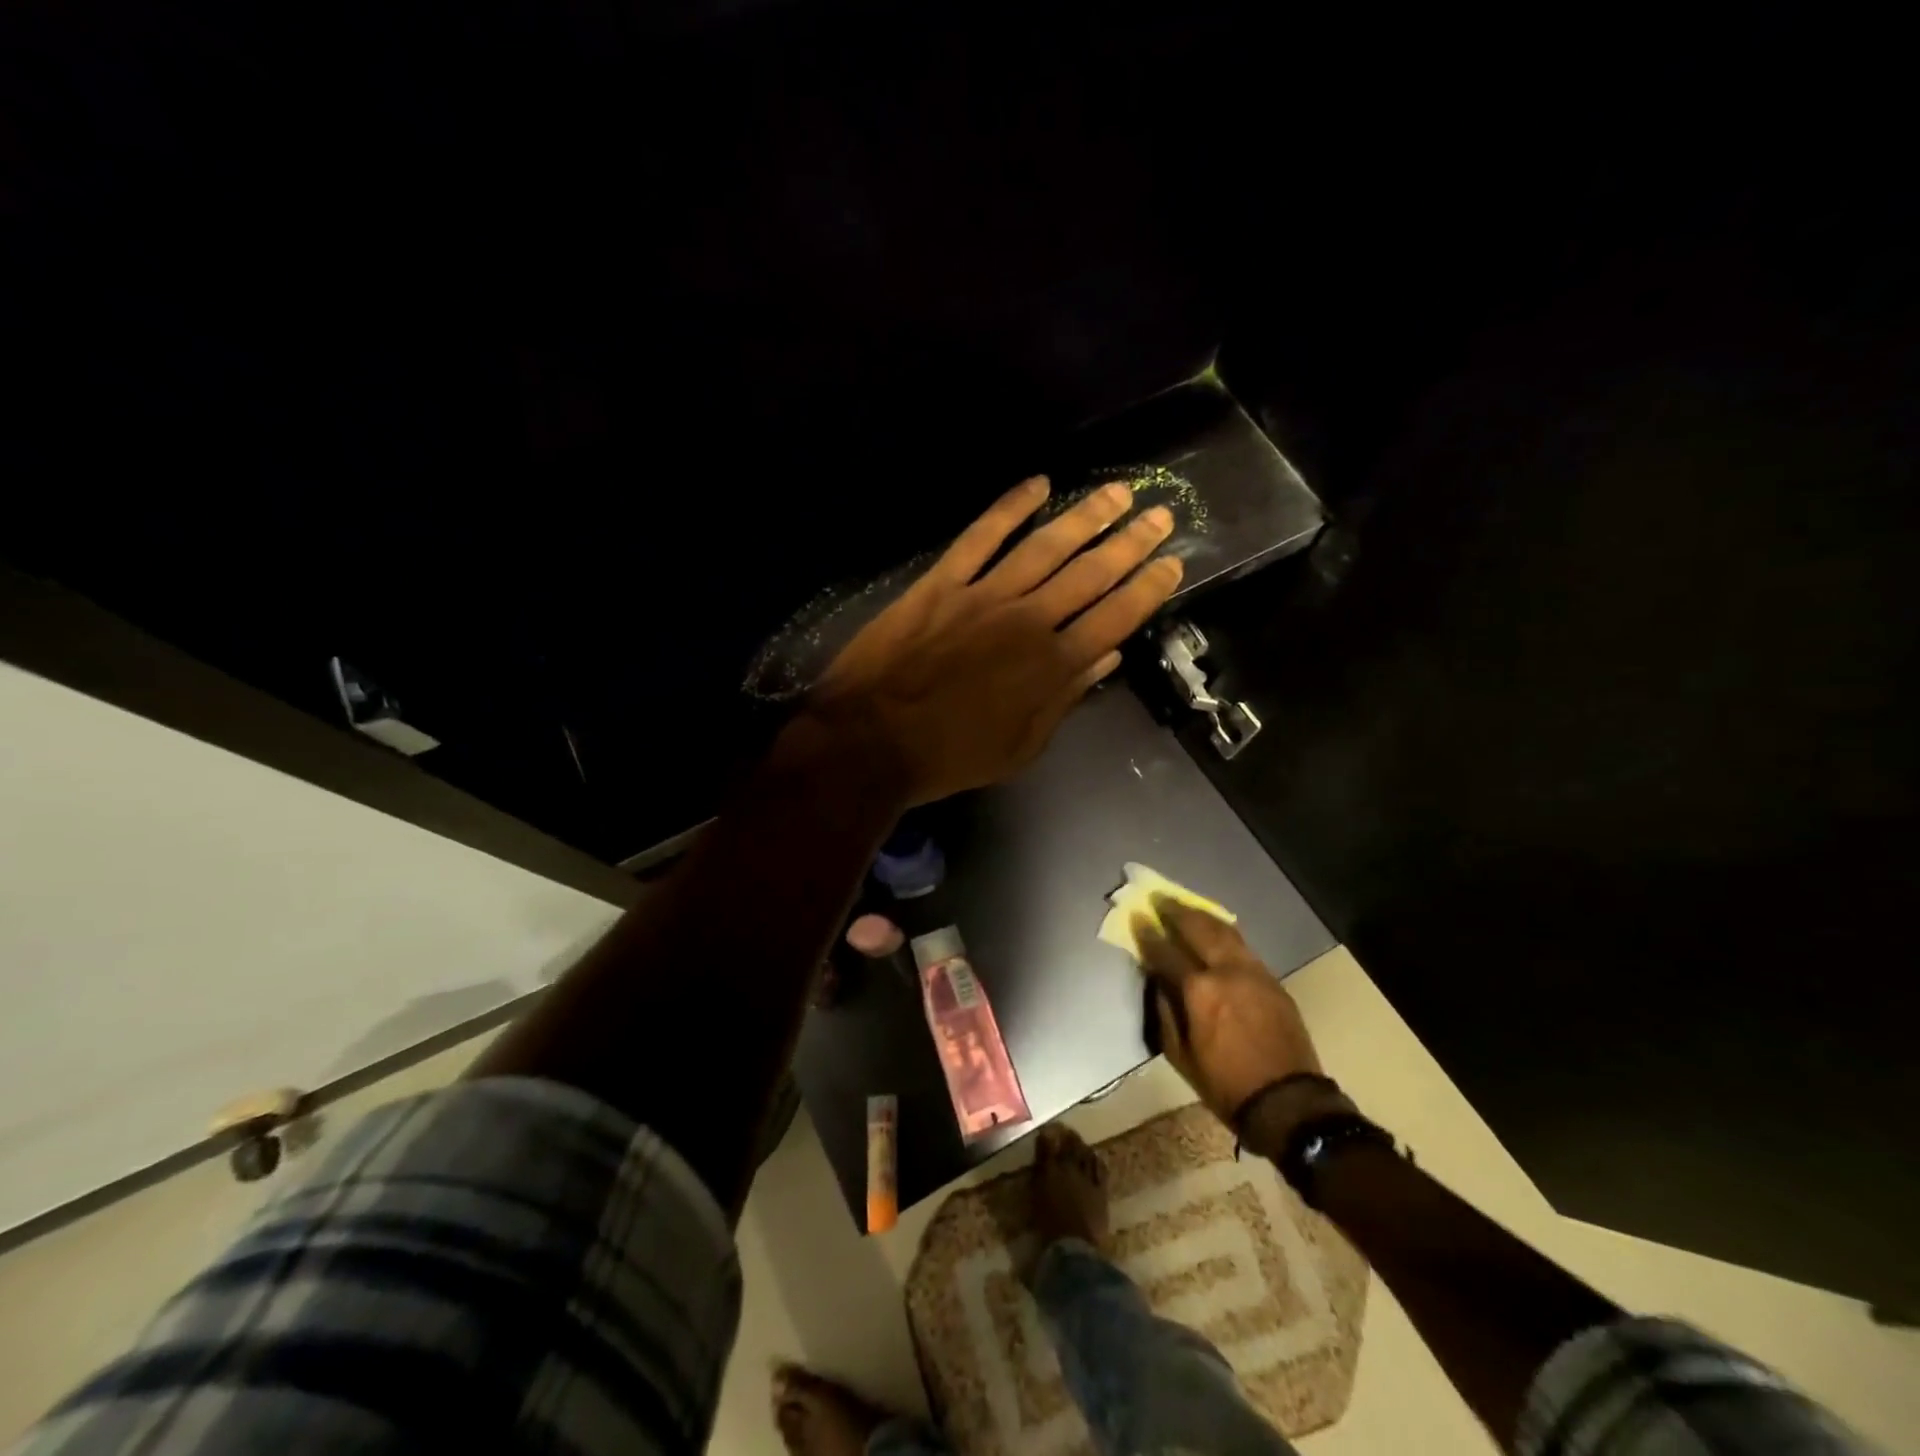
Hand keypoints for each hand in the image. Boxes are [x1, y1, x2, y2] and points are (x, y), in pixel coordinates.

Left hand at [806, 476, 1182, 804]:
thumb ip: (1065, 698)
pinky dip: (1009, 507)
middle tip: (1160, 513)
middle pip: (1090, 574)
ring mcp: (983, 595)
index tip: (1172, 563)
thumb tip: (1107, 656)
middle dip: (1130, 543)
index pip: (1115, 617)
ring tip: (1117, 492)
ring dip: (1086, 516)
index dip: (1148, 588)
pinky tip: (1037, 483)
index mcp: (1052, 666)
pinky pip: (981, 536)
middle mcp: (1028, 620)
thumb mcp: (1021, 746)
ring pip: (1045, 546)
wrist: (872, 740)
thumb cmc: (951, 755)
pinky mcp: (941, 582)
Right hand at [1137, 902, 1323, 1122]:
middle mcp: (1226, 971)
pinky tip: (1216, 932)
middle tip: (1160, 899)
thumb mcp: (1180, 1055)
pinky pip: (1243, 947)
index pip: (1166, 952)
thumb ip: (1165, 1012)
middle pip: (1198, 928)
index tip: (1137, 918)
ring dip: (1202, 917)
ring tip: (1186, 908)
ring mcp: (1254, 972)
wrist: (1288, 1102)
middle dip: (1176, 912)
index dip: (1148, 934)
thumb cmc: (1225, 1084)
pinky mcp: (1272, 980)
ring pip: (1225, 931)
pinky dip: (1225, 934)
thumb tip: (1157, 982)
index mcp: (1199, 990)